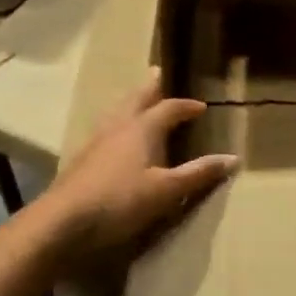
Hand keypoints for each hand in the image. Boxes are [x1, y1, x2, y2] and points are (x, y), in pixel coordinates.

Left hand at [40, 74, 237, 262]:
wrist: (63, 221)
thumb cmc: (120, 201)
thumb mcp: (166, 190)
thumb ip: (198, 174)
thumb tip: (233, 158)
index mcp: (142, 128)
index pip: (169, 108)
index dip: (186, 107)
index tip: (201, 107)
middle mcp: (119, 127)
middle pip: (137, 99)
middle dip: (150, 88)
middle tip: (158, 73)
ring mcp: (97, 141)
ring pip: (117, 111)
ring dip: (130, 102)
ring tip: (136, 98)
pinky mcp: (83, 158)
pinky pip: (105, 128)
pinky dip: (117, 121)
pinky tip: (114, 135)